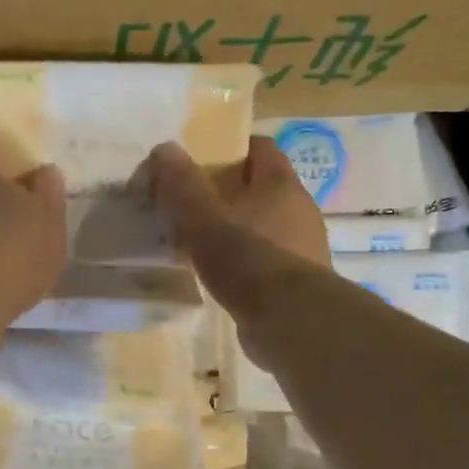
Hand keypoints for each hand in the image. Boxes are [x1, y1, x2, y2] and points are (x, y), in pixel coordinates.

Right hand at [145, 136, 330, 307]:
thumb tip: (164, 147)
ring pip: (265, 225)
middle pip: (262, 188)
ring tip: (201, 242)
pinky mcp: (299, 281)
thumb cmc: (247, 257)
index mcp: (281, 184)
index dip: (232, 149)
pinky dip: (246, 261)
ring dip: (237, 229)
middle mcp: (300, 209)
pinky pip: (267, 259)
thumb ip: (183, 185)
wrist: (289, 320)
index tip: (201, 160)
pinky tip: (222, 275)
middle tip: (192, 204)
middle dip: (229, 192)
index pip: (261, 149)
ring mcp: (303, 247)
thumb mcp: (204, 218)